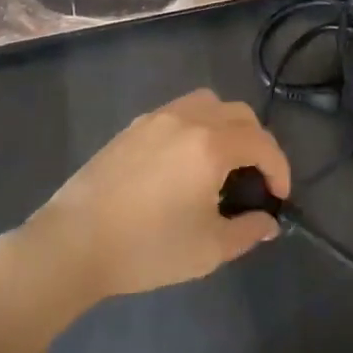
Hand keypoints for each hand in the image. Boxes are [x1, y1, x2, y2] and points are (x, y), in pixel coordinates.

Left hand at [36, 87, 293, 291]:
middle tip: (255, 179)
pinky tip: (185, 161)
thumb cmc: (147, 248)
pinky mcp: (134, 127)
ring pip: (208, 103)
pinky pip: (180, 111)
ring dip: (227, 126)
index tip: (279, 198)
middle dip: (257, 143)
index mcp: (211, 145)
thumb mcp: (207, 249)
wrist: (73, 243)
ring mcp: (158, 118)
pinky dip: (198, 125)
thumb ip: (247, 231)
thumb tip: (267, 222)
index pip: (262, 143)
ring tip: (223, 161)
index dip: (279, 169)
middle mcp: (189, 119)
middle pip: (240, 114)